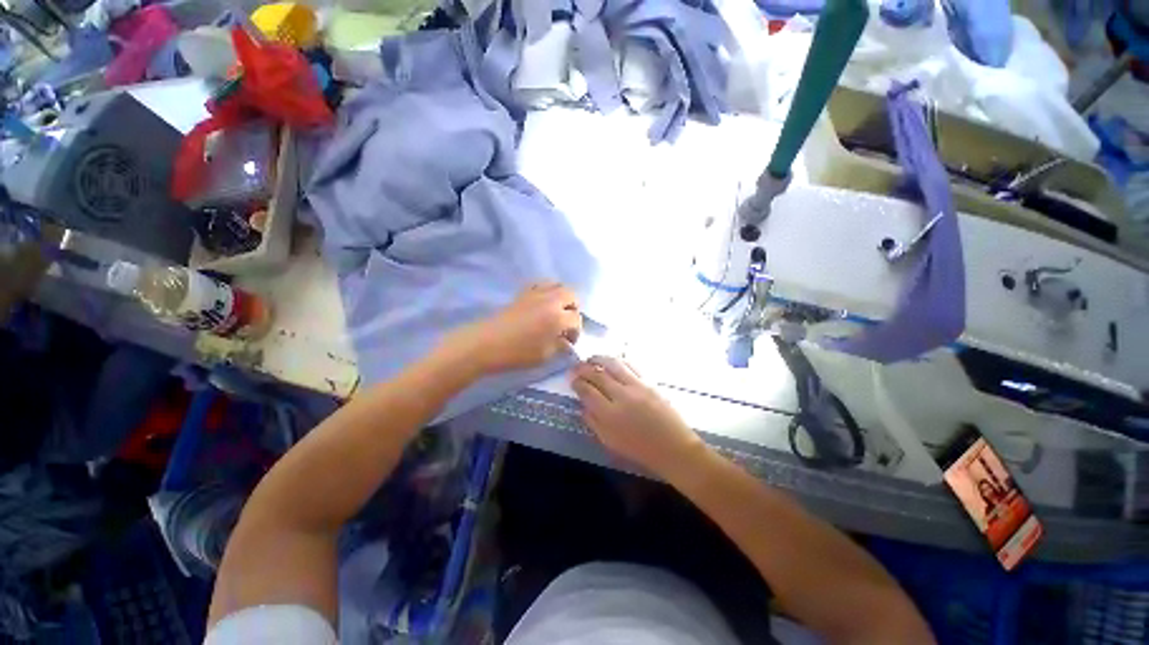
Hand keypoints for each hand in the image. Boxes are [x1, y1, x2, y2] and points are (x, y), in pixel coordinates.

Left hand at [441, 283, 581, 375]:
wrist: (484, 344)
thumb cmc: (516, 353)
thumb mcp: (544, 356)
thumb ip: (560, 347)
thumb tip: (567, 342)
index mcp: (558, 317)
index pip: (576, 319)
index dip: (576, 332)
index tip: (569, 342)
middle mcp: (550, 300)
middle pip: (572, 295)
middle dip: (573, 309)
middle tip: (567, 324)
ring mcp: (536, 293)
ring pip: (558, 285)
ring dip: (562, 297)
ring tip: (557, 312)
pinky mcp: (523, 293)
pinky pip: (541, 284)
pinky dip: (547, 291)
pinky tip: (543, 304)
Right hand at [571, 356, 703, 476]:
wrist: (673, 447)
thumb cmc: (639, 450)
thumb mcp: (610, 442)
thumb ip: (593, 422)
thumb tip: (583, 405)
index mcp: (609, 414)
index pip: (587, 391)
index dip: (577, 383)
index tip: (571, 379)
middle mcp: (621, 395)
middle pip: (597, 374)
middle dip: (583, 368)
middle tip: (576, 367)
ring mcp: (636, 386)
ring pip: (613, 364)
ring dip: (599, 358)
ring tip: (591, 359)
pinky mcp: (649, 382)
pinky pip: (630, 365)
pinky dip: (618, 360)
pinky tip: (613, 361)